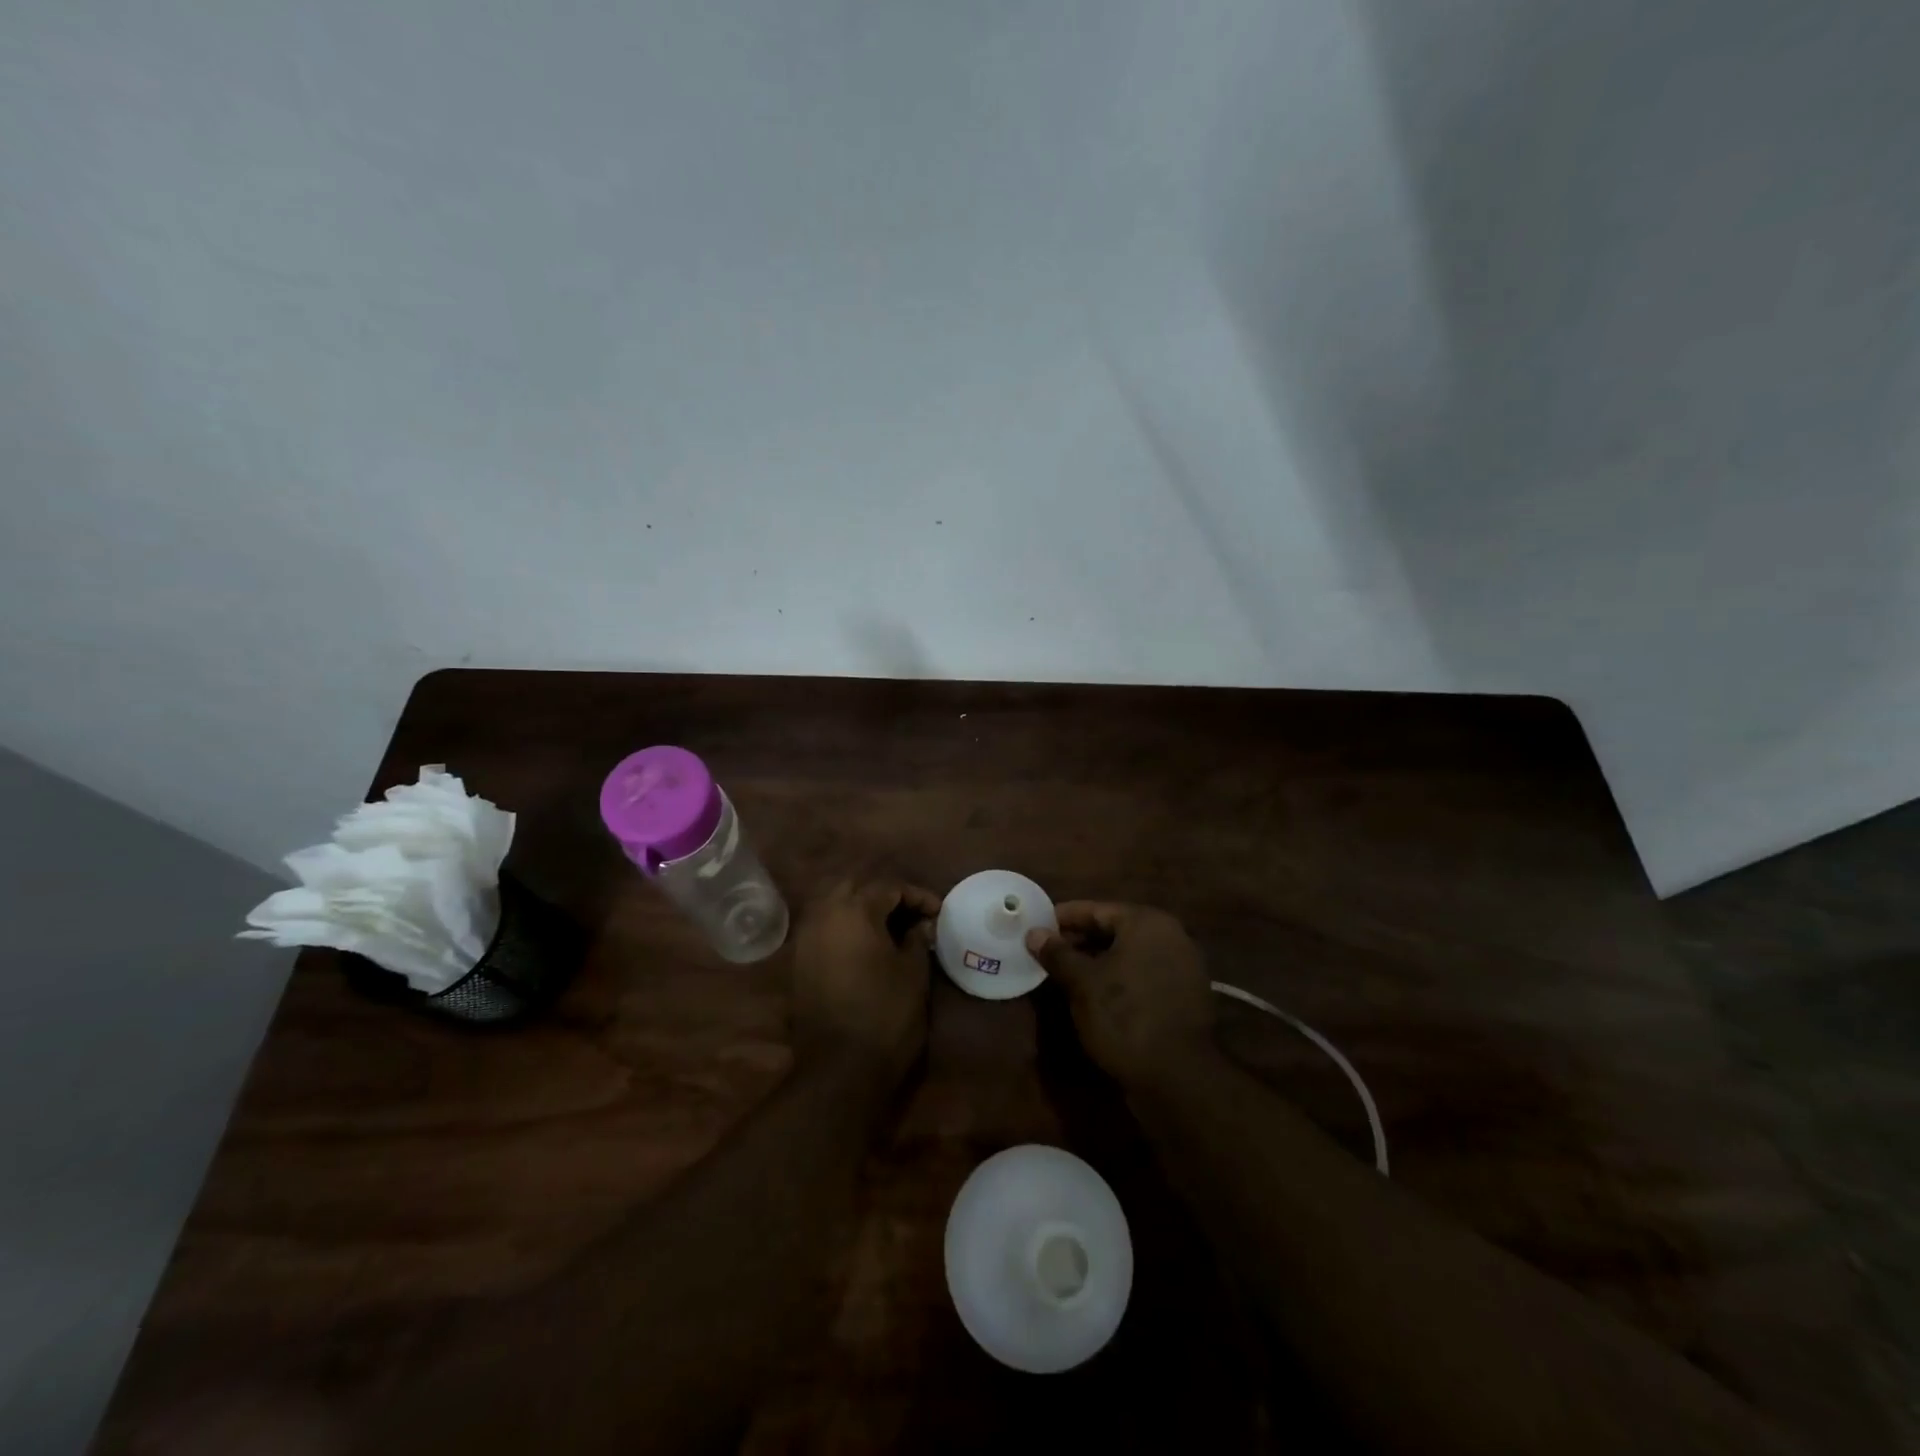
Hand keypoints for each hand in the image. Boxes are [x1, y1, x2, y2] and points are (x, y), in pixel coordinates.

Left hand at [790, 880, 940, 1087]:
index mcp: (854, 909)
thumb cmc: (885, 1014)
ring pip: (835, 904)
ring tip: (891, 928)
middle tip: (912, 914)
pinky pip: (825, 927)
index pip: (889, 887)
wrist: (839, 1067)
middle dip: (885, 895)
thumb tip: (920, 925)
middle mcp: (824, 914)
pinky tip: (867, 945)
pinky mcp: (799, 961)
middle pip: (856, 887)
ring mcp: (806, 938)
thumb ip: (917, 939)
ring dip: (862, 908)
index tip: (938, 913)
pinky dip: (846, 926)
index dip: (918, 896)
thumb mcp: (913, 973)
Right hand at [1027, 902, 1215, 1089]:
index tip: (1036, 926)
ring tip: (1064, 974)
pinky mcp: (1184, 996)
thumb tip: (1034, 933)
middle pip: (1114, 930)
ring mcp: (1182, 967)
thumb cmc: (1125, 1016)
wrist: (1178, 1077)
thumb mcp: (1083, 983)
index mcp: (1147, 923)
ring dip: (1097, 961)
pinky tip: (1095, 995)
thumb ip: (1057, 953)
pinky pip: (1142, 975)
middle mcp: (1170, 936)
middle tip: (1046, 952)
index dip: (1063, 918)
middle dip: (1079, 940)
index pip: (1096, 910)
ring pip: (1128, 954)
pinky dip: (1118, 979)